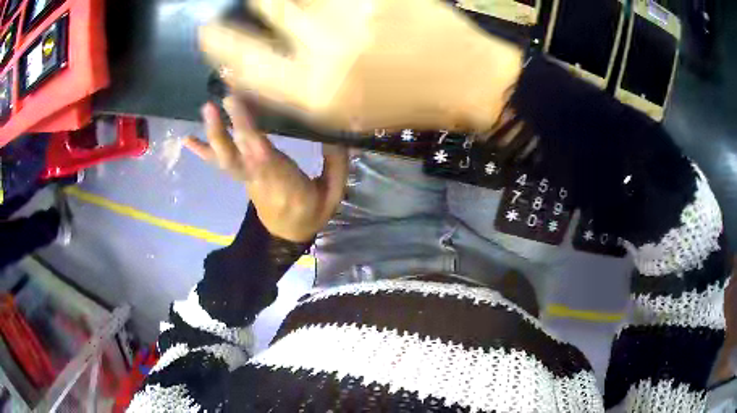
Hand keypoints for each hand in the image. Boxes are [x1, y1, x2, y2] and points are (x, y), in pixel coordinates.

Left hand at [185, 98, 348, 241]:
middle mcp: (259, 177)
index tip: (236, 101)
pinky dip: (203, 151)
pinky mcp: (242, 176)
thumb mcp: (333, 194)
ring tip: (205, 108)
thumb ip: (336, 165)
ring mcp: (247, 177)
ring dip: (213, 134)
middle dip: (224, 130)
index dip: (246, 129)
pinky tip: (188, 140)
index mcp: (282, 182)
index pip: (261, 153)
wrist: (288, 234)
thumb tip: (337, 135)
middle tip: (214, 103)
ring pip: (225, 158)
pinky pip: (221, 163)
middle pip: (236, 155)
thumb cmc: (311, 213)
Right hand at [199, 0, 521, 131]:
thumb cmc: (406, 103)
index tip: (207, 33)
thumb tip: (248, 65)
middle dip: (248, 2)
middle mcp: (326, 53)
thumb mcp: (344, 113)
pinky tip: (319, 5)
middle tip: (237, 3)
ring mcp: (354, 17)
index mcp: (315, 96)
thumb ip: (294, 88)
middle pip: (269, 10)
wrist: (466, 79)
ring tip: (280, 5)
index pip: (246, 65)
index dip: (221, 45)